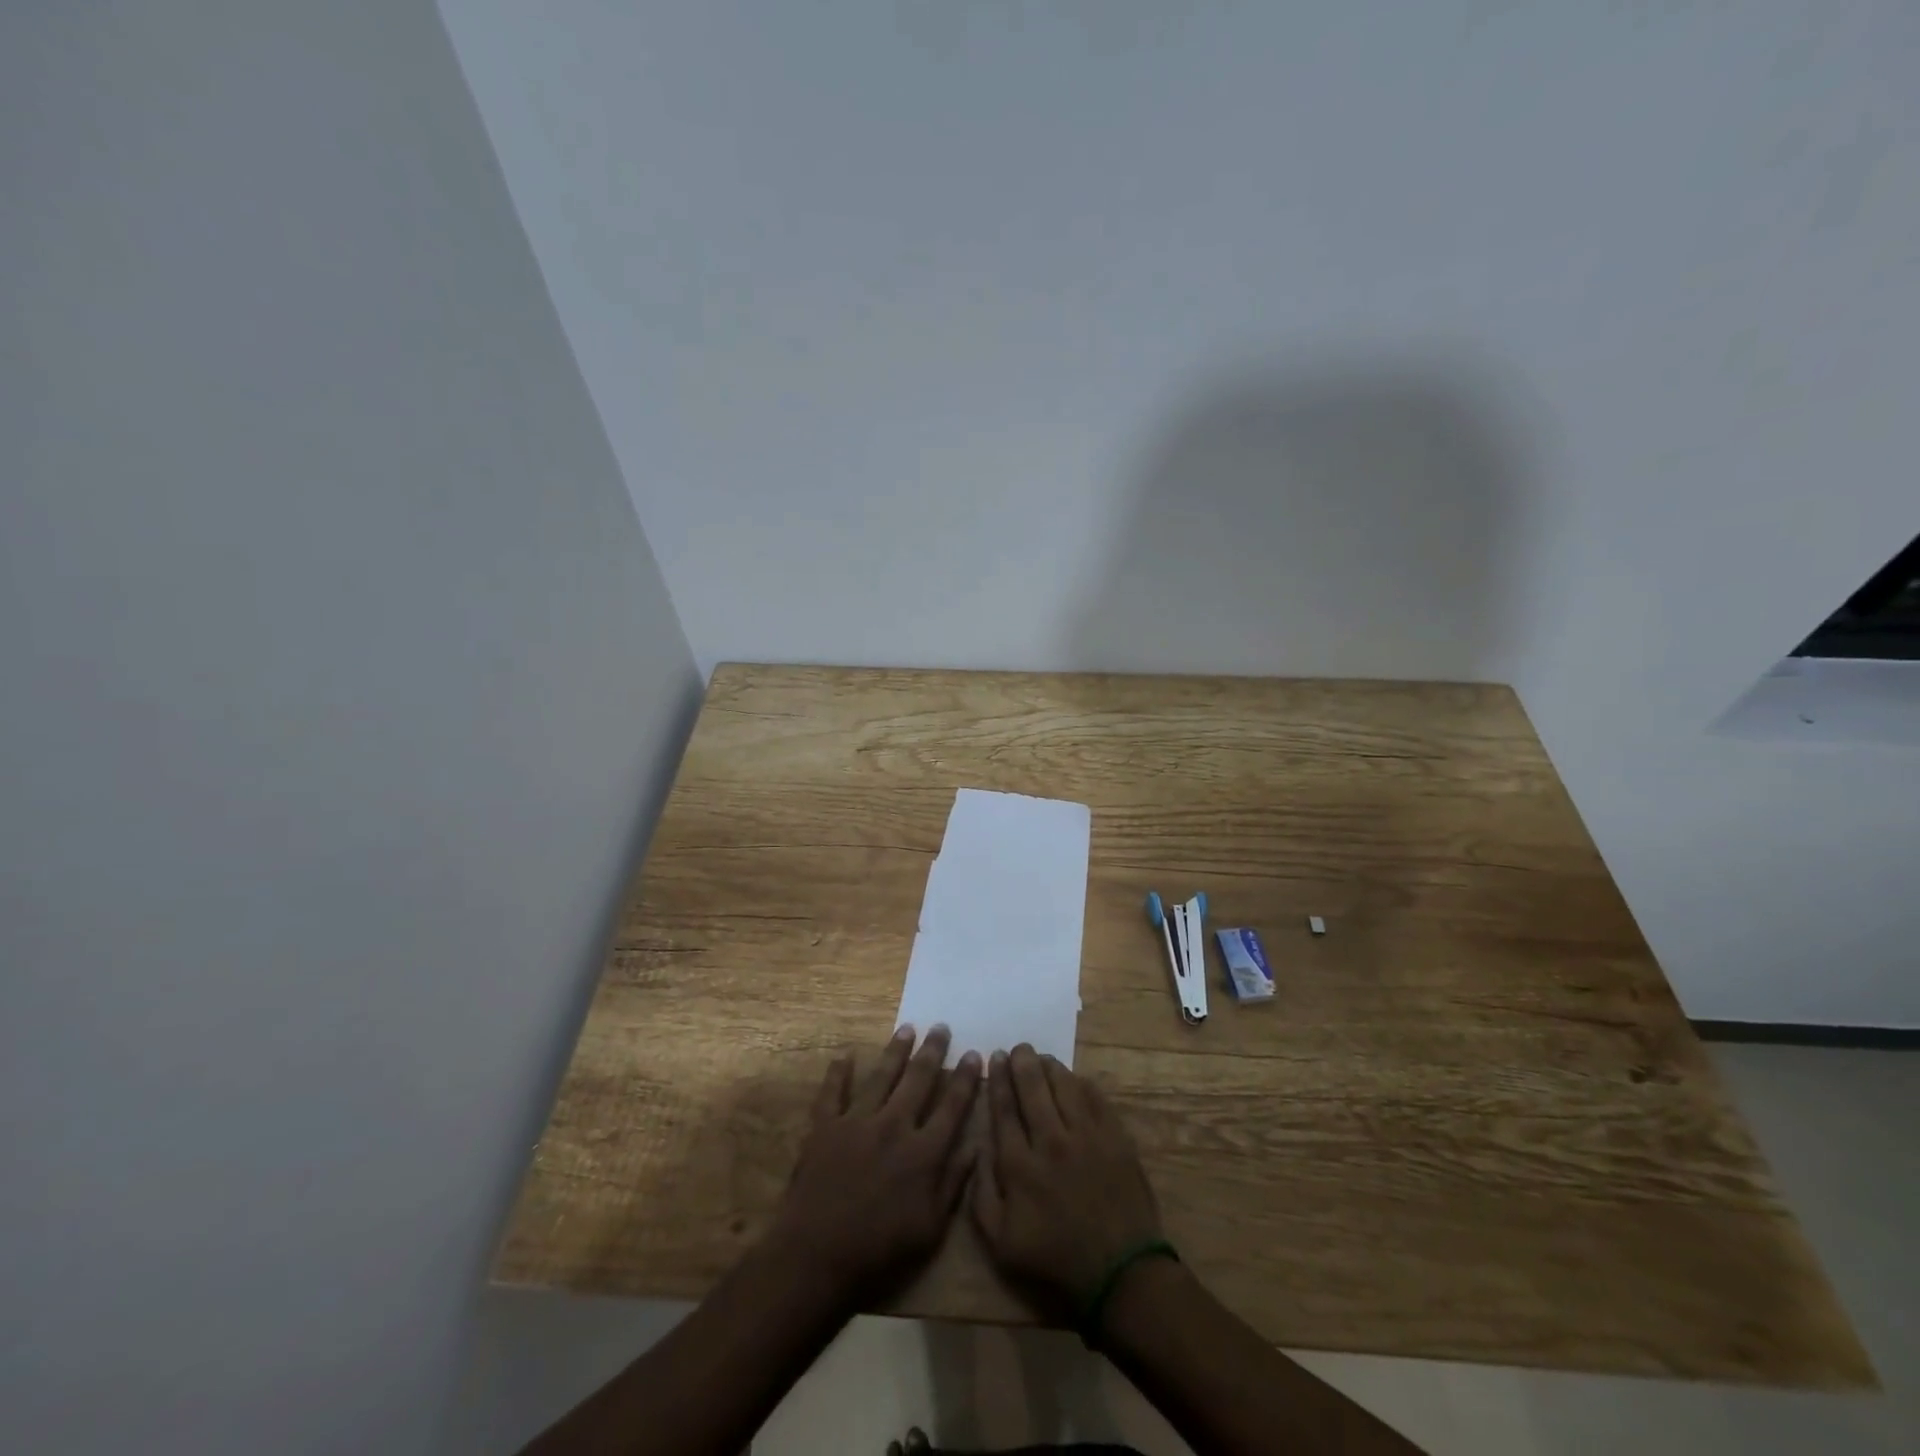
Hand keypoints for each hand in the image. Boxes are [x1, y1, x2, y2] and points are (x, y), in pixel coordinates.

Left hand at [769, 1024, 981, 1306]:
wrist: (817, 1256)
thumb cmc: (880, 1251)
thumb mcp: (931, 1229)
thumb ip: (954, 1184)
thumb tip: (975, 1147)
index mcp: (923, 1152)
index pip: (952, 1106)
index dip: (965, 1079)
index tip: (974, 1053)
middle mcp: (894, 1126)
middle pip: (918, 1080)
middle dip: (933, 1051)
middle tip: (941, 1027)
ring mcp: (857, 1122)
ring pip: (881, 1076)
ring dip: (896, 1050)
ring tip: (907, 1028)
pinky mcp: (825, 1127)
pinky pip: (833, 1092)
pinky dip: (839, 1072)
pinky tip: (845, 1055)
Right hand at [972, 1044, 1164, 1319]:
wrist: (1120, 1274)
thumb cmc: (1055, 1260)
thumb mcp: (1000, 1243)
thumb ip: (980, 1194)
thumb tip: (977, 1149)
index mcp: (1019, 1164)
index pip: (1003, 1108)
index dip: (998, 1079)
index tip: (994, 1057)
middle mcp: (1050, 1140)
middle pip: (1032, 1087)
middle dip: (1021, 1062)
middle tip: (1018, 1049)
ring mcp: (1086, 1135)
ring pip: (1063, 1084)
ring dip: (1050, 1066)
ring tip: (1042, 1057)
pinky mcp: (1114, 1136)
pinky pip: (1094, 1097)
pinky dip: (1080, 1082)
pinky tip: (1073, 1078)